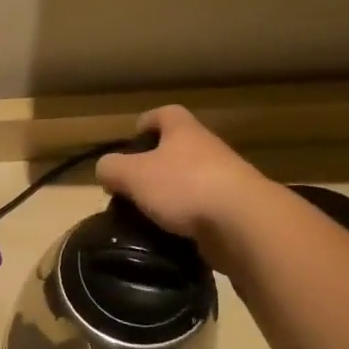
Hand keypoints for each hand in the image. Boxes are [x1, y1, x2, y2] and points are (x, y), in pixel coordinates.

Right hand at [94, 106, 270, 270]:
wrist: (243, 224)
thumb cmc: (184, 187)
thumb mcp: (133, 175)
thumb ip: (112, 169)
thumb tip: (105, 170)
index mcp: (185, 132)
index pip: (165, 114)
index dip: (147, 122)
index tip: (133, 138)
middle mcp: (208, 150)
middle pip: (178, 150)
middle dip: (154, 165)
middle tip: (131, 186)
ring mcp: (225, 181)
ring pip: (190, 181)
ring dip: (170, 195)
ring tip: (146, 215)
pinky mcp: (234, 212)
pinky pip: (202, 210)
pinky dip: (186, 220)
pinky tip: (169, 235)